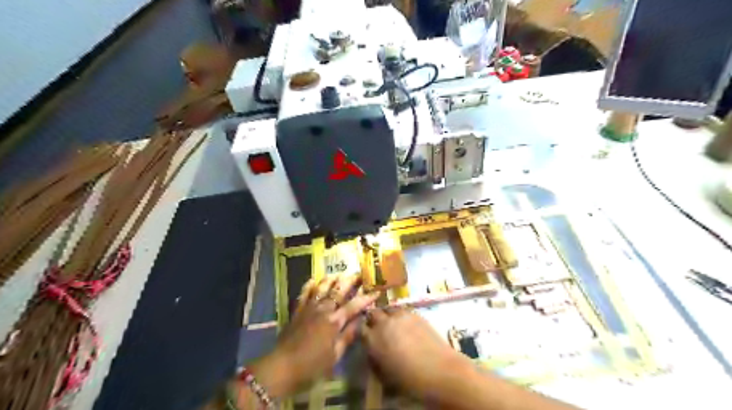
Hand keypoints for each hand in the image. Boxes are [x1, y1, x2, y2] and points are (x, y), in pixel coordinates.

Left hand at [250, 275, 379, 395]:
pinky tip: (314, 280)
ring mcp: (309, 308)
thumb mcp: (335, 356)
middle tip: (359, 274)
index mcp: (334, 321)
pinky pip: (304, 293)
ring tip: (339, 273)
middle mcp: (323, 310)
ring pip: (322, 288)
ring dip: (331, 279)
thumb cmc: (312, 366)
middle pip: (338, 291)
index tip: (376, 291)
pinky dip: (309, 285)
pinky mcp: (297, 311)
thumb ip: (348, 336)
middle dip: (350, 281)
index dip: (366, 298)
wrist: (282, 366)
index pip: (354, 305)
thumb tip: (361, 321)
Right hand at [363, 309, 471, 402]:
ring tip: (392, 323)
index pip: (361, 328)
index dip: (364, 331)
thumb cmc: (408, 379)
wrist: (437, 370)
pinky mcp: (414, 313)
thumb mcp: (383, 374)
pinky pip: (402, 310)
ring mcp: (399, 316)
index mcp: (372, 339)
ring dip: (387, 315)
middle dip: (374, 318)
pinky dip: (400, 315)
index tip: (367, 335)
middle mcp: (383, 323)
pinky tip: (406, 324)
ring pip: (388, 309)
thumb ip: (374, 359)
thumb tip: (373, 351)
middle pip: (373, 313)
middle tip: (378, 327)